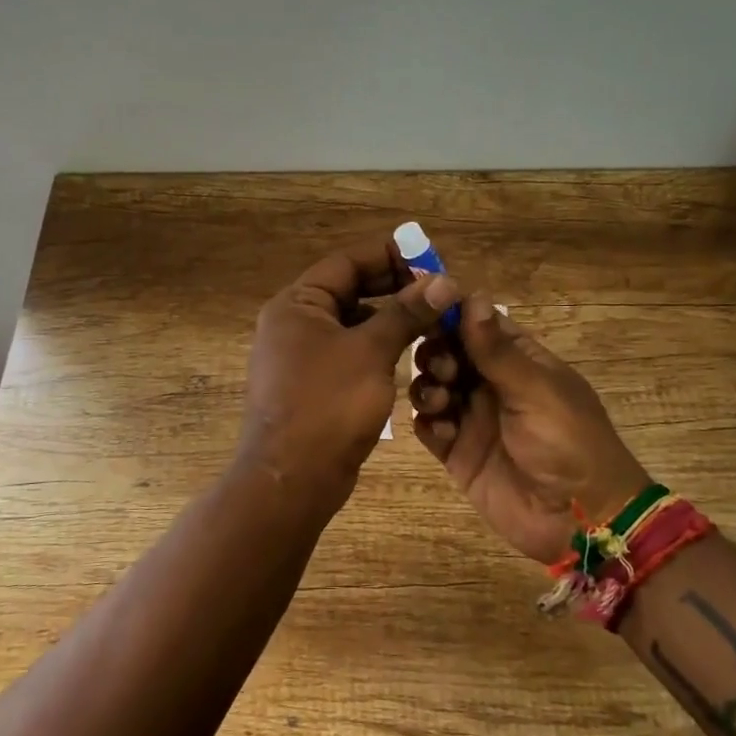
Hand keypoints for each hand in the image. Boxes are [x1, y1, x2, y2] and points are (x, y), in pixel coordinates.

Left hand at [239, 237, 459, 513]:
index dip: (390, 255)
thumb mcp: (371, 352)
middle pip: (350, 290)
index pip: (347, 262)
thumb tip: (443, 281)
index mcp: (297, 303)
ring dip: (391, 318)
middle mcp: (295, 322)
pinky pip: (350, 352)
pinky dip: (378, 347)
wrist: (292, 480)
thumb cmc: (327, 405)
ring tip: (432, 319)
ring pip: (353, 322)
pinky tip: (410, 353)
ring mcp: (302, 355)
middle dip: (394, 288)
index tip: (431, 259)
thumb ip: (406, 313)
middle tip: (438, 291)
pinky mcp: (314, 384)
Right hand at [410, 296, 649, 562]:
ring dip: (428, 386)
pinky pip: (430, 427)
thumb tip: (472, 297)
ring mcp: (473, 419)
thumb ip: (497, 350)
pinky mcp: (458, 452)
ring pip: (434, 386)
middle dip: (436, 352)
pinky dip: (428, 422)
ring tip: (441, 401)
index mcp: (520, 361)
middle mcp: (493, 384)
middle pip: (449, 352)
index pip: (478, 324)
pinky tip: (441, 430)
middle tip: (443, 369)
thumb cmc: (568, 443)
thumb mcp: (536, 390)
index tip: (424, 307)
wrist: (579, 521)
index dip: (452, 314)